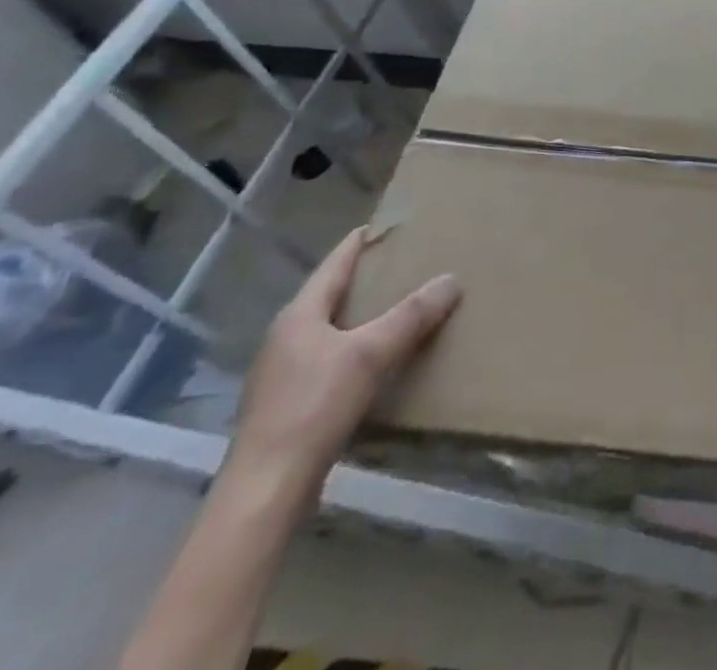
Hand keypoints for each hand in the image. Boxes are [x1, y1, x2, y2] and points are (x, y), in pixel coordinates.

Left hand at [227, 226, 459, 502]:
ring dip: (362, 317)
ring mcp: (282, 373)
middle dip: (367, 279)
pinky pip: (328, 360)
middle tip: (407, 264)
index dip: (362, 241)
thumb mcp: (370, 354)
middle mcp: (286, 337)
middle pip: (331, 294)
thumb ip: (411, 315)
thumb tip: (451, 278)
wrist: (265, 491)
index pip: (336, 263)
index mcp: (299, 314)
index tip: (390, 224)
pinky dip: (354, 350)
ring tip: (399, 309)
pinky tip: (376, 362)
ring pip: (330, 329)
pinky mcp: (287, 405)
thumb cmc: (314, 408)